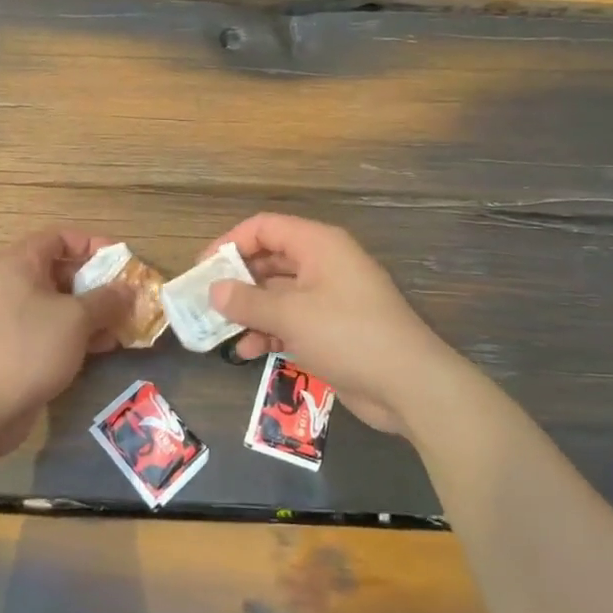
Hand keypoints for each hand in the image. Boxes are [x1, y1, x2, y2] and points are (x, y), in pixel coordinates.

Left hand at [0, 229, 131, 461]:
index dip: (93, 244)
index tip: (122, 261)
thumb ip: (107, 299)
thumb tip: (129, 289)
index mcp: (21, 262)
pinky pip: (55, 328)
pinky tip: (107, 345)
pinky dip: (80, 332)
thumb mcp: (76, 318)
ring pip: (62, 303)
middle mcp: (15, 283)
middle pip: (63, 270)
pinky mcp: (20, 345)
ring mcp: (16, 316)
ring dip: (94, 311)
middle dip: (99, 282)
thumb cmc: (29, 346)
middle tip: (129, 295)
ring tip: (126, 323)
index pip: (60, 237)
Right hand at [205, 213, 449, 433]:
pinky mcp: (332, 328)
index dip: (231, 242)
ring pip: (277, 293)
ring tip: (220, 330)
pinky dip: (270, 331)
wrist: (409, 385)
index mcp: (318, 245)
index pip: (264, 227)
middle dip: (237, 280)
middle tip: (205, 302)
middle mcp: (323, 264)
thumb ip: (248, 302)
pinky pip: (292, 320)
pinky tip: (248, 352)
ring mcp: (329, 297)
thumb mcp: (292, 316)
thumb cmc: (349, 336)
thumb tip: (213, 290)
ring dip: (250, 311)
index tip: (203, 268)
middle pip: (269, 260)